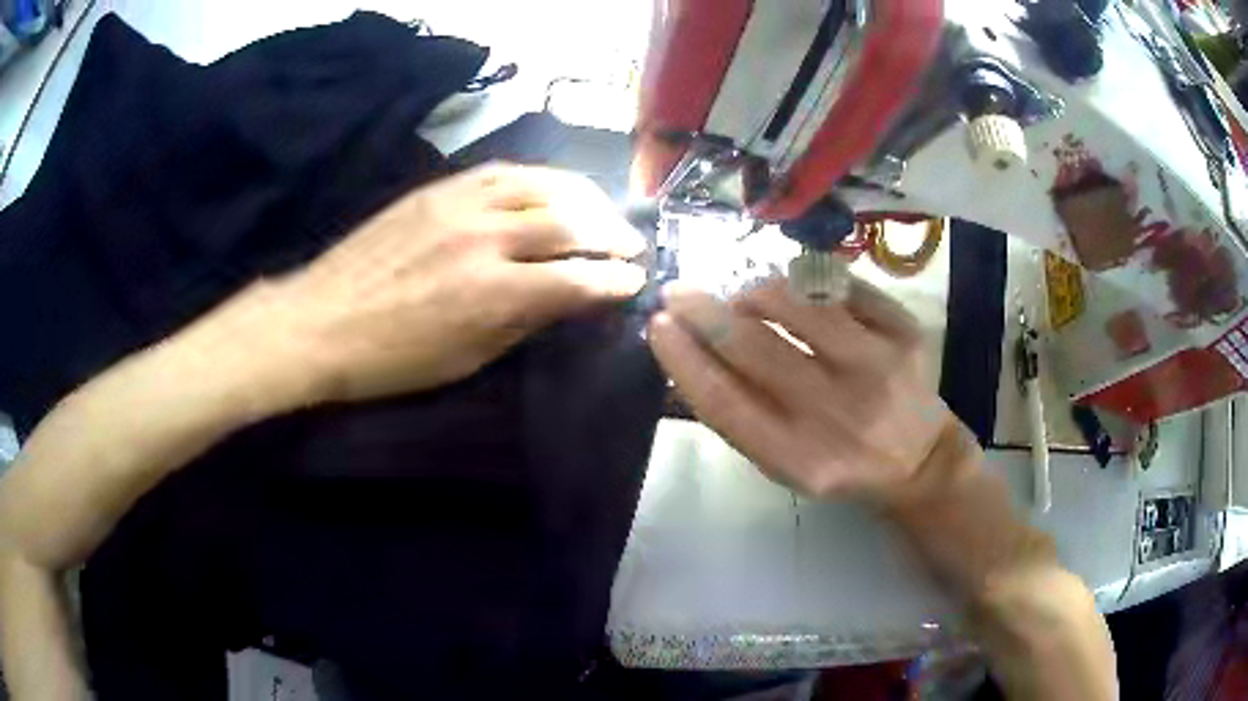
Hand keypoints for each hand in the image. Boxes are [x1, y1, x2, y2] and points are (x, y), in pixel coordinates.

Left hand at [215, 164, 645, 405]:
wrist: (320, 322)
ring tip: (601, 209)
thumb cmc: (391, 359)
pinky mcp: (437, 190)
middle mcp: (483, 238)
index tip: (634, 281)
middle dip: (610, 232)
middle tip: (630, 244)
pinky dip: (537, 179)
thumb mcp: (464, 359)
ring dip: (583, 195)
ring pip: (540, 184)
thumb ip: (522, 321)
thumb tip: (566, 298)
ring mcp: (458, 205)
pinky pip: (500, 172)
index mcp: (491, 293)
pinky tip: (550, 188)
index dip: (613, 280)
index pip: (576, 278)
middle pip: (568, 220)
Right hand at [647, 277, 965, 501]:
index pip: (725, 402)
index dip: (684, 357)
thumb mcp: (783, 463)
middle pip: (754, 346)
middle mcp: (839, 414)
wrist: (917, 459)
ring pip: (797, 303)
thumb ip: (739, 416)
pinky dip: (808, 282)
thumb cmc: (838, 461)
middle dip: (704, 311)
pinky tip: (799, 294)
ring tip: (745, 297)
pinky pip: (841, 286)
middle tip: (678, 291)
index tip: (658, 324)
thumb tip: (689, 351)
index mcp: (800, 458)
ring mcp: (878, 367)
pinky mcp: (905, 333)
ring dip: (755, 292)